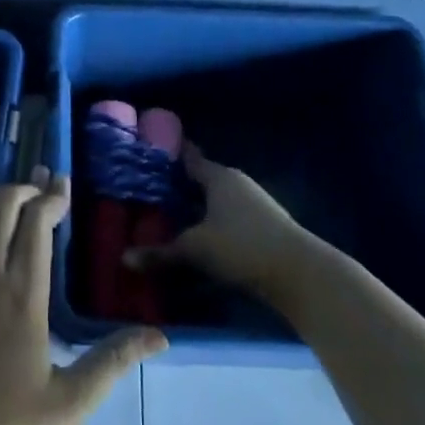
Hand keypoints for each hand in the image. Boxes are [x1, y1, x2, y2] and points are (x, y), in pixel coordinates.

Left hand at [0, 169, 165, 424]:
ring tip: (18, 198)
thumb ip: (112, 363)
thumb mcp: (69, 403)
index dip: (52, 198)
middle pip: (4, 205)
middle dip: (25, 188)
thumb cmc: (3, 424)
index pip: (37, 222)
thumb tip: (158, 336)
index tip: (64, 185)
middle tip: (43, 184)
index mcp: (22, 292)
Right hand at [125, 143, 319, 303]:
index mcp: (218, 177)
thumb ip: (161, 253)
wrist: (300, 274)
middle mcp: (236, 183)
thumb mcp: (196, 250)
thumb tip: (124, 258)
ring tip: (171, 214)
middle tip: (151, 188)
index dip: (171, 154)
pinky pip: (228, 216)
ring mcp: (254, 204)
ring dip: (198, 205)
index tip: (151, 150)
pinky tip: (200, 235)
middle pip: (203, 178)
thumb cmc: (242, 246)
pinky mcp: (263, 227)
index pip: (189, 158)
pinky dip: (212, 221)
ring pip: (217, 199)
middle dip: (180, 183)